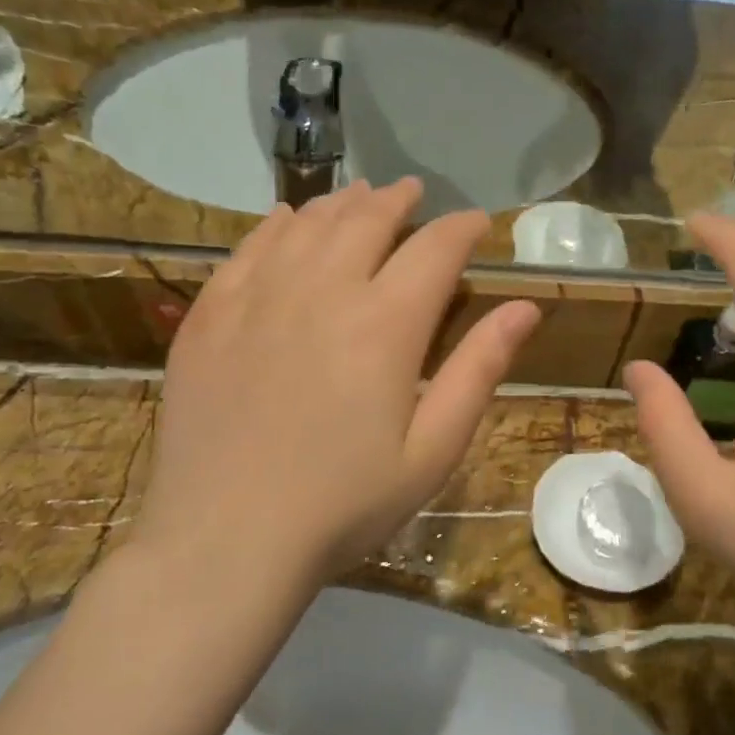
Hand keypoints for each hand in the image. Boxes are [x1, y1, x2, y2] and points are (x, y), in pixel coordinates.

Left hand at [135, 179, 539, 586]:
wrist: (226, 540)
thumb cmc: (344, 505)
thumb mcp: (432, 451)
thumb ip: (478, 371)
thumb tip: (525, 307)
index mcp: (384, 324)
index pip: (435, 249)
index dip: (462, 228)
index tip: (476, 223)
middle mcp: (321, 290)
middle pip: (367, 220)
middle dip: (399, 200)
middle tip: (414, 194)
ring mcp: (257, 297)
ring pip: (308, 224)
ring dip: (342, 203)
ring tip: (361, 196)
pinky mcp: (210, 315)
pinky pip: (249, 248)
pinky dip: (277, 224)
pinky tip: (287, 219)